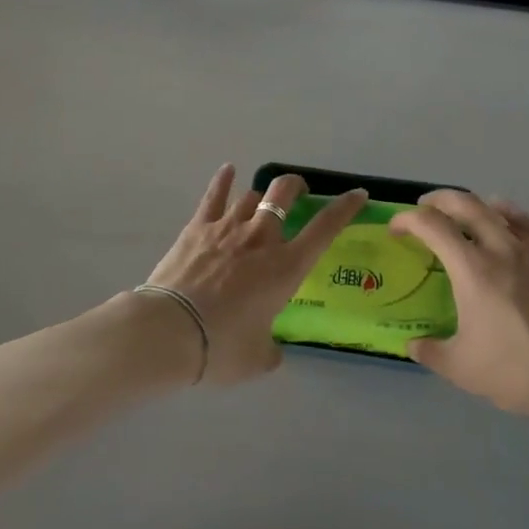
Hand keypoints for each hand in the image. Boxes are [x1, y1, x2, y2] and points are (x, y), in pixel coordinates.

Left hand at [141, 165, 368, 385]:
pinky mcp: (198, 227)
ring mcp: (228, 227)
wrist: (171, 330)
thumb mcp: (258, 358)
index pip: (325, 228)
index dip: (344, 208)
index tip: (357, 195)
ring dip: (260, 196)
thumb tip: (271, 351)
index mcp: (286, 268)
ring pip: (251, 195)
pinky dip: (223, 180)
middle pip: (284, 193)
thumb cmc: (222, 347)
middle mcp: (261, 238)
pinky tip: (228, 170)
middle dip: (296, 186)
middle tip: (299, 192)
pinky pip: (214, 195)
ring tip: (260, 202)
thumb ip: (271, 350)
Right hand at [392, 191, 528, 426]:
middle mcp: (500, 247)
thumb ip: (431, 352)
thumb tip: (411, 344)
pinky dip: (506, 214)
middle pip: (463, 203)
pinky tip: (505, 226)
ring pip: (496, 206)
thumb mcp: (464, 370)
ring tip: (462, 215)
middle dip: (437, 200)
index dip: (407, 220)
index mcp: (472, 269)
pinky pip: (526, 221)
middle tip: (423, 210)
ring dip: (471, 204)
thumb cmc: (522, 371)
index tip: (396, 229)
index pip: (431, 225)